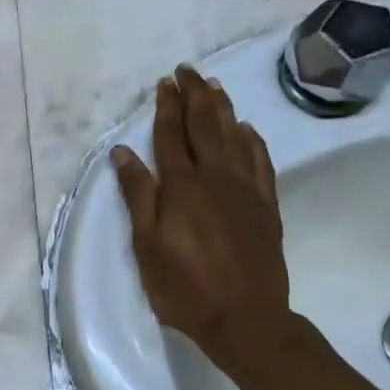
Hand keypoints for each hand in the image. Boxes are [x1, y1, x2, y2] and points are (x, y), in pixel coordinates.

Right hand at [112, 65, 290, 351]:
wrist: (245, 318)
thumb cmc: (184, 287)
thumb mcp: (147, 245)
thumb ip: (138, 195)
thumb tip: (123, 153)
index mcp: (182, 187)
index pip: (171, 136)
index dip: (166, 108)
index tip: (164, 83)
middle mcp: (216, 178)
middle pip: (205, 126)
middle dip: (195, 95)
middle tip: (188, 71)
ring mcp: (246, 190)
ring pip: (235, 136)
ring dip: (223, 108)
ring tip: (214, 86)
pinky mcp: (266, 205)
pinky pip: (261, 160)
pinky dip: (253, 139)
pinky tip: (247, 128)